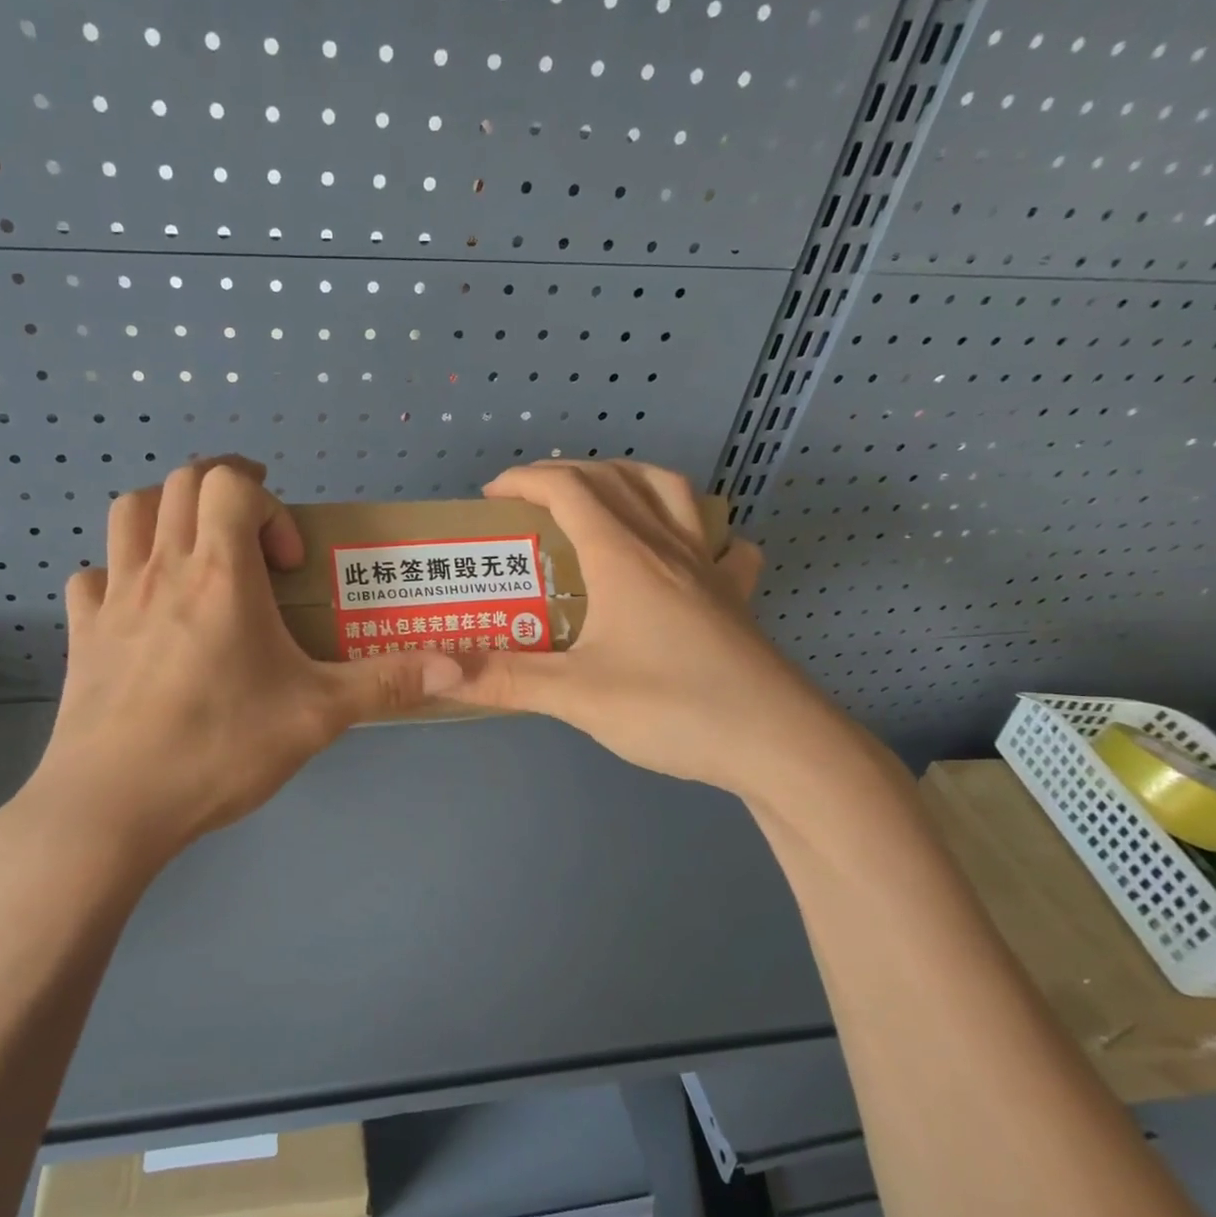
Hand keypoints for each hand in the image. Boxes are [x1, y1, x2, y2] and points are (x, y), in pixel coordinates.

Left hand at [0, 458, 462, 880]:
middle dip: (224, 490)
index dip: (268, 504)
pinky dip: (120, 573)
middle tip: (254, 534)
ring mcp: (112, 598)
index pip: (231, 482)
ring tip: (199, 554)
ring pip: (130, 513)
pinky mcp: (82, 635)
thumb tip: (459, 666)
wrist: (113, 806)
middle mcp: (161, 569)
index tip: (288, 562)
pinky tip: (141, 611)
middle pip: (181, 482)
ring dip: (168, 513)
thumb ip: (386, 683)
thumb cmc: (220, 748)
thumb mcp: (317, 716)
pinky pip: (93, 576)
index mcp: (220, 573)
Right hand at [452, 459, 841, 797]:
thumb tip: (437, 673)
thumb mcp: (576, 697)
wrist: (778, 743)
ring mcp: (709, 568)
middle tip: (531, 501)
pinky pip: (720, 542)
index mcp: (624, 557)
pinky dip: (697, 529)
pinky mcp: (736, 596)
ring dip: (628, 479)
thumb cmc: (672, 708)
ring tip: (601, 499)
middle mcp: (667, 547)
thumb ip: (505, 679)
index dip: (526, 481)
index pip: (569, 489)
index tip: (491, 496)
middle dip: (566, 474)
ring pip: (671, 493)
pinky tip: (687, 551)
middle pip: (616, 479)